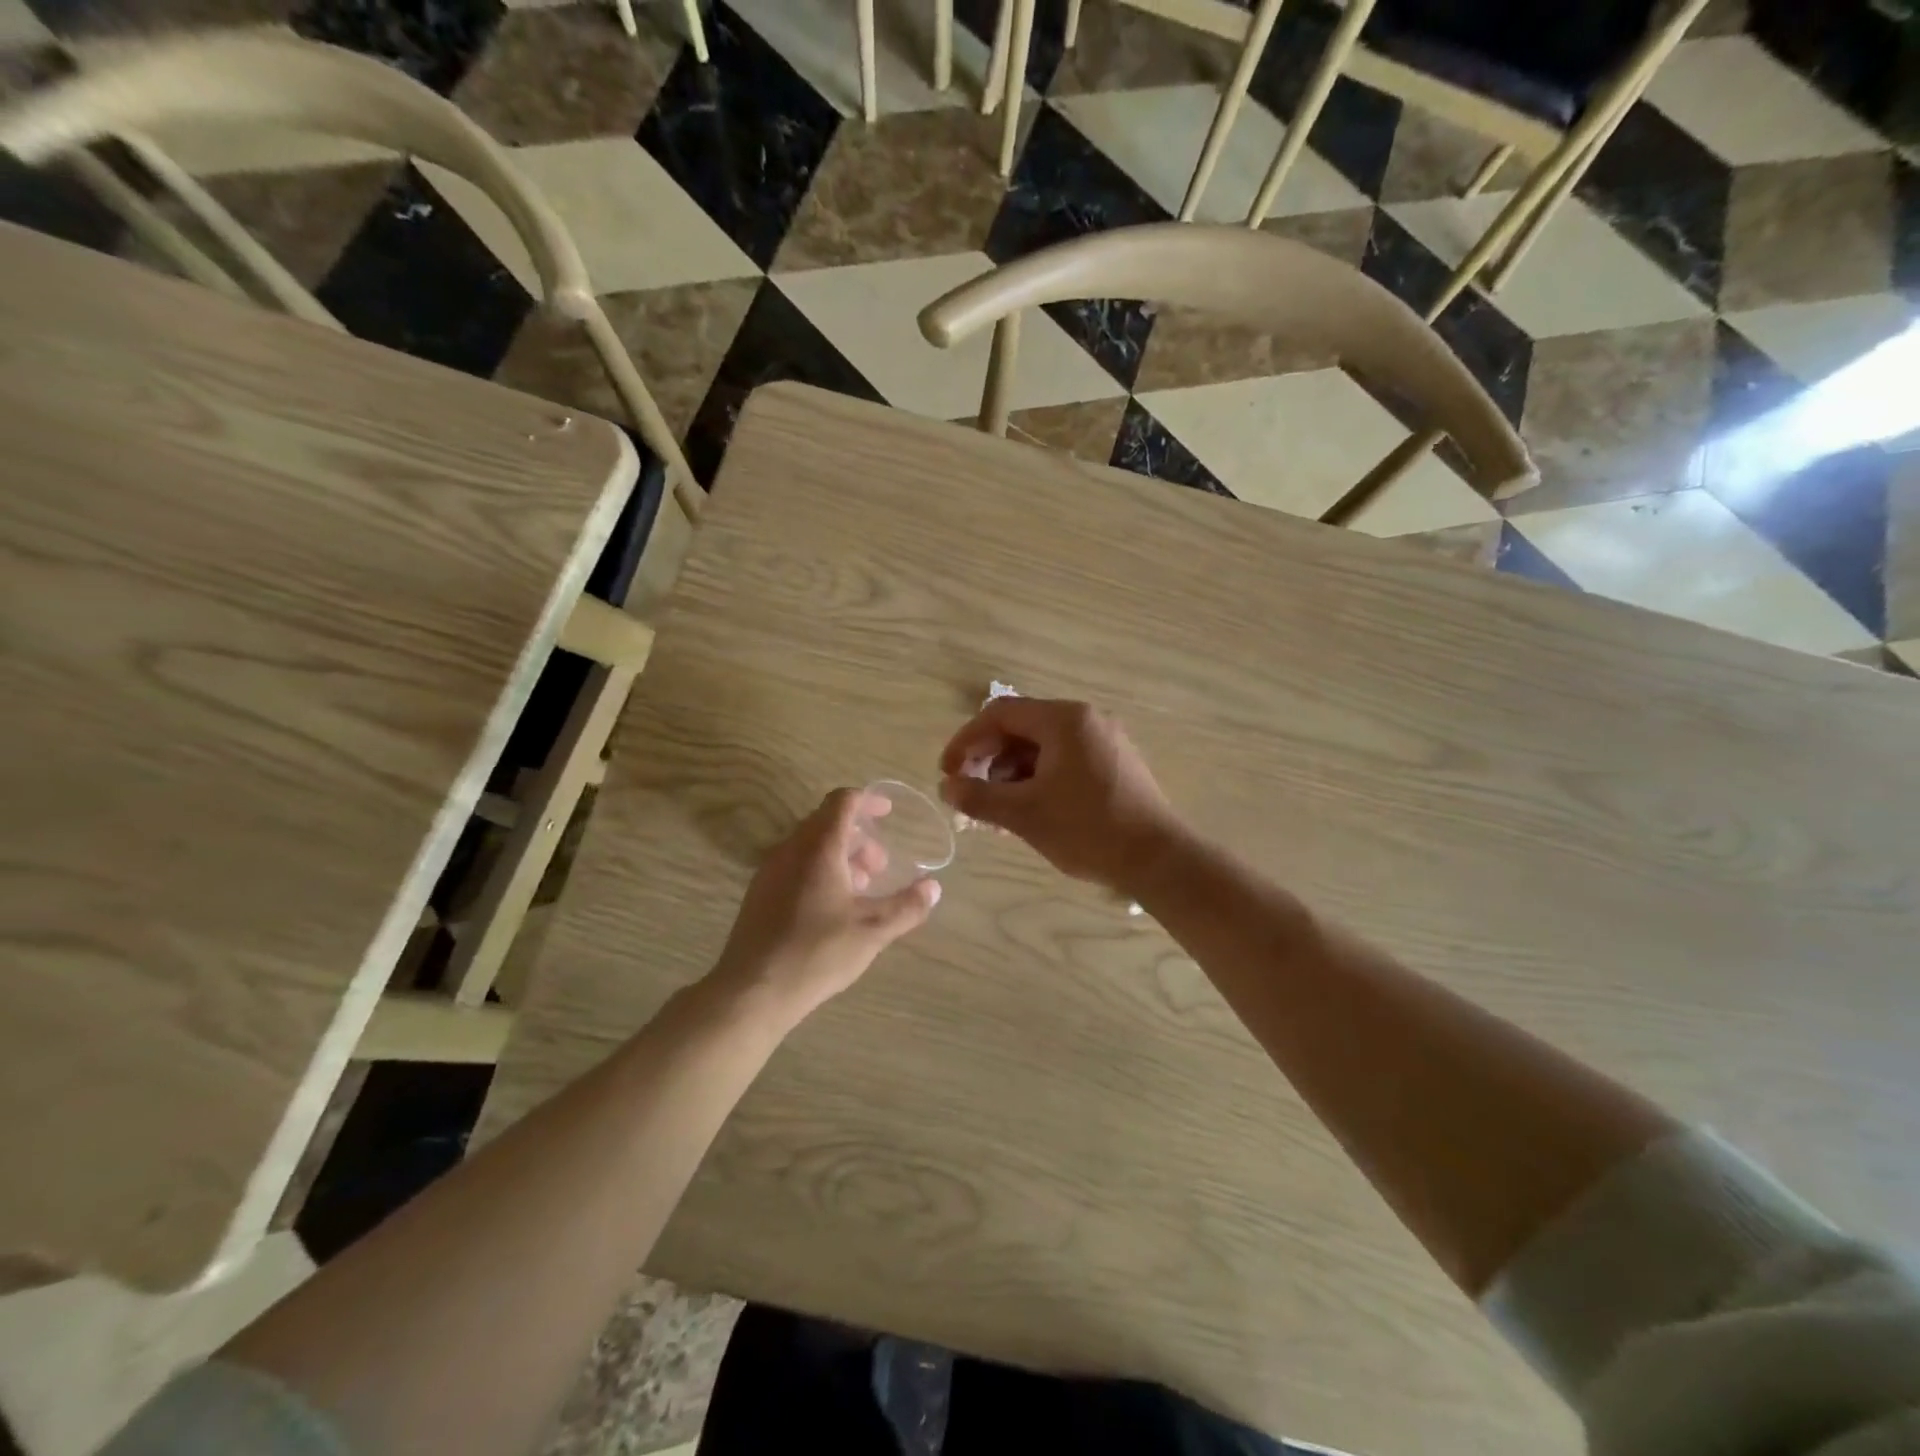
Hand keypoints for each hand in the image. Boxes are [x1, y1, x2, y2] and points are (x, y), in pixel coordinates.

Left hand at [709, 788, 938, 1024]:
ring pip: (810, 846)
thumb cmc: (817, 952)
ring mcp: (770, 871)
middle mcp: (791, 850)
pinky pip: (795, 865)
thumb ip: (907, 906)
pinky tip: (833, 908)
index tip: (888, 812)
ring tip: (861, 888)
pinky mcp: (760, 894)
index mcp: (819, 848)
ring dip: (840, 855)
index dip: (868, 800)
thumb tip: (933, 887)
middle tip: (881, 865)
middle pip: (826, 823)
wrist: (752, 990)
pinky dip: (819, 871)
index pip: (842, 802)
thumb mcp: (872, 930)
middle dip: (859, 836)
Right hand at [938, 698, 1179, 894]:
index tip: (948, 773)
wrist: (1158, 859)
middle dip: (988, 761)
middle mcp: (1085, 720)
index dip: (966, 741)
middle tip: (969, 795)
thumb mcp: (1024, 814)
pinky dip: (1037, 781)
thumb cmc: (1087, 829)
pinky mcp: (1113, 764)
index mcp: (1064, 719)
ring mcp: (1103, 741)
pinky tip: (1026, 813)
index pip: (999, 714)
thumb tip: (946, 788)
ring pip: (1041, 748)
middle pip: (1020, 729)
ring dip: (1010, 775)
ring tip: (995, 813)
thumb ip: (978, 797)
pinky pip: (1063, 762)